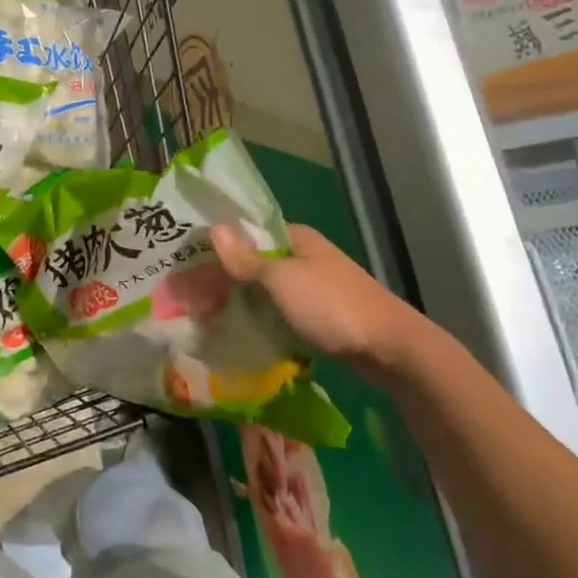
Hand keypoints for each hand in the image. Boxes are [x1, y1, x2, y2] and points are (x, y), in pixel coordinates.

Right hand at [212, 222, 452, 384]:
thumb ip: (246, 259)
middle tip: (188, 292)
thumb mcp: (282, 280)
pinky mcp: (318, 316)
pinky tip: (237, 332)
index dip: (218, 242)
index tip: (186, 258)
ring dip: (241, 300)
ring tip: (203, 313)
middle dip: (225, 275)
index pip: (248, 231)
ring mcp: (313, 288)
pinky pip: (279, 313)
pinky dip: (260, 319)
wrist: (390, 350)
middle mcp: (304, 257)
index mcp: (297, 238)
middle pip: (254, 261)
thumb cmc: (332, 306)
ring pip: (265, 290)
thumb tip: (213, 227)